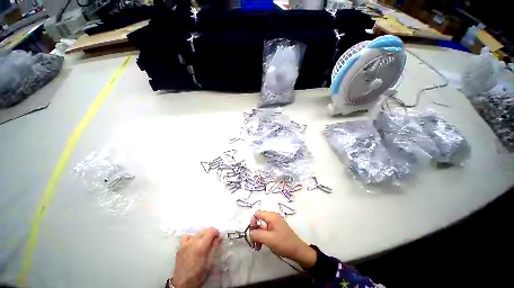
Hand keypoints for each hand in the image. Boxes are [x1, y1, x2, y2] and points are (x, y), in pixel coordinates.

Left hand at [171, 228, 221, 287]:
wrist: (182, 285)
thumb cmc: (198, 275)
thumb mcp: (210, 263)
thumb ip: (215, 248)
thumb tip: (219, 238)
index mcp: (201, 246)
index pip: (211, 231)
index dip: (216, 233)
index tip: (218, 239)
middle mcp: (193, 242)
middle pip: (204, 230)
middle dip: (210, 234)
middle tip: (212, 242)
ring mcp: (185, 244)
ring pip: (197, 233)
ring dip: (202, 236)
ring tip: (204, 243)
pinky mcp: (180, 247)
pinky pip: (186, 237)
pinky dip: (191, 237)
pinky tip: (193, 243)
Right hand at [249, 211, 316, 268]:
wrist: (298, 251)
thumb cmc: (283, 243)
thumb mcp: (268, 239)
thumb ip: (256, 234)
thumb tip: (249, 232)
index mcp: (272, 216)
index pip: (257, 214)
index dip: (252, 222)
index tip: (251, 233)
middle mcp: (273, 217)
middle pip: (259, 220)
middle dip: (255, 231)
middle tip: (253, 242)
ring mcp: (275, 223)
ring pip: (262, 227)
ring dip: (258, 236)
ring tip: (257, 246)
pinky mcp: (277, 229)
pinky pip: (266, 230)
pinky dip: (263, 237)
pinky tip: (261, 246)